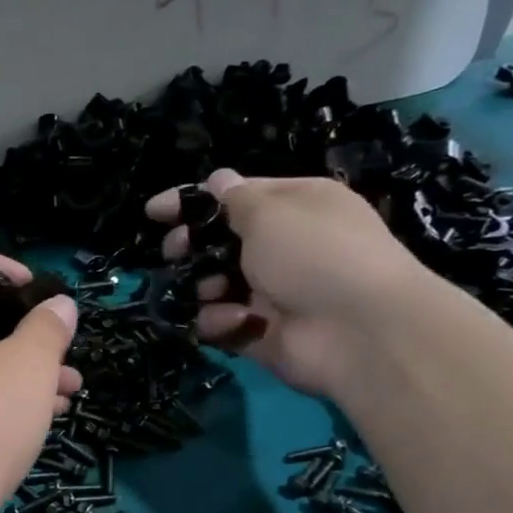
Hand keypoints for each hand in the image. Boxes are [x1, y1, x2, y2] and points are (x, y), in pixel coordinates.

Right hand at [147, 171, 436, 396]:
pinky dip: (221, 321)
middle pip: (221, 243)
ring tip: (210, 292)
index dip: (192, 202)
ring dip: (204, 287)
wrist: (359, 330)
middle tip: (175, 253)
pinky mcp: (261, 332)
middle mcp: (285, 246)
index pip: (234, 197)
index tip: (153, 212)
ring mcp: (273, 292)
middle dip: (192, 247)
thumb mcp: (269, 211)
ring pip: (215, 285)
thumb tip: (217, 180)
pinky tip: (234, 320)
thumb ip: (233, 199)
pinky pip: (223, 322)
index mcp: (295, 206)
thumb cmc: (315, 253)